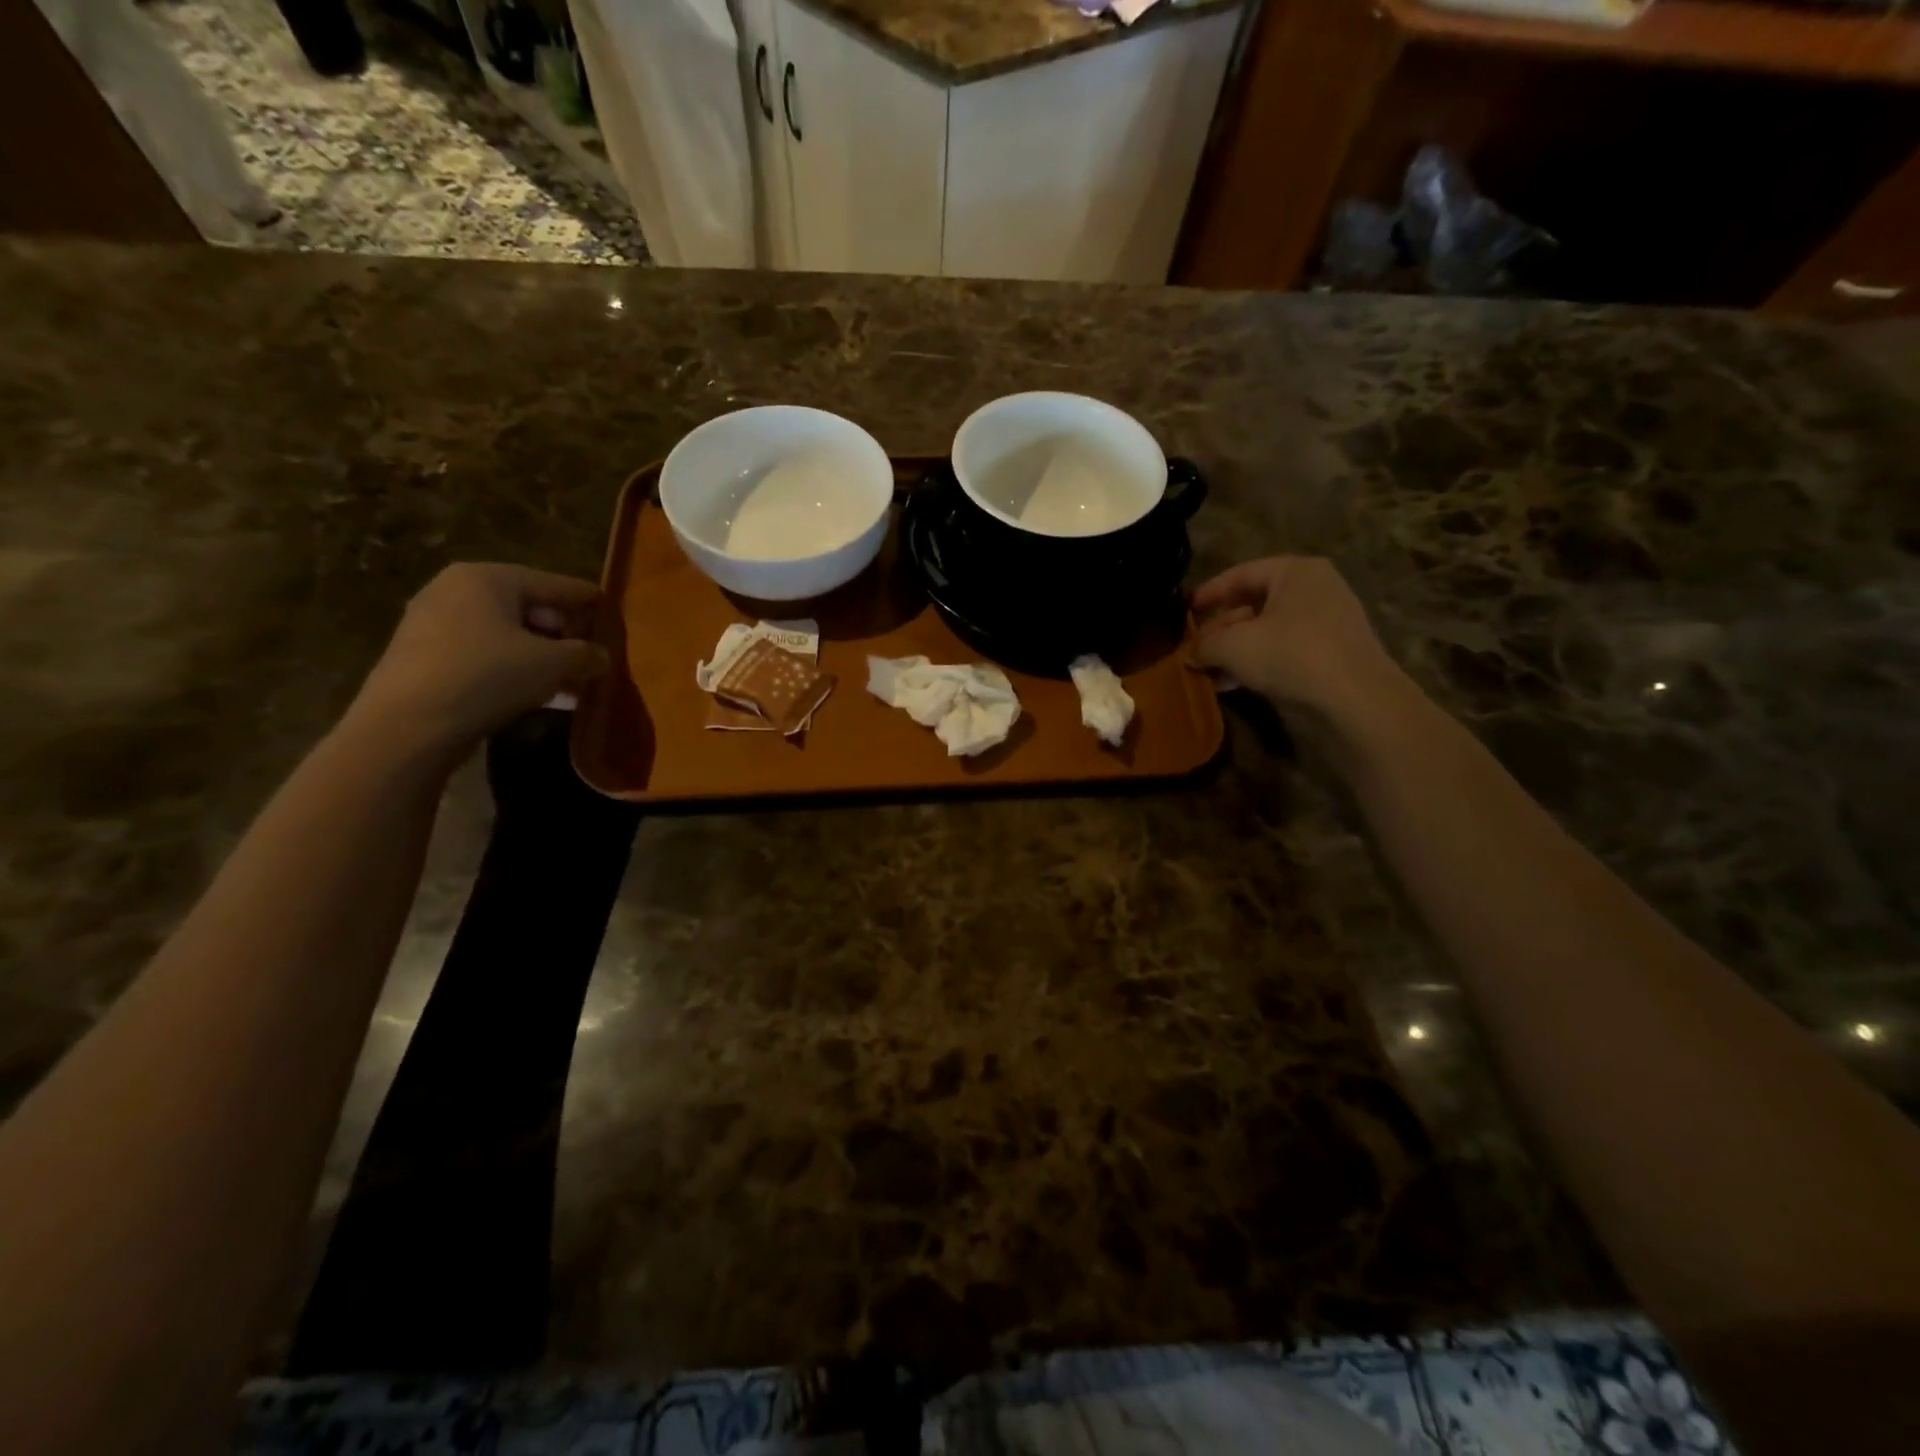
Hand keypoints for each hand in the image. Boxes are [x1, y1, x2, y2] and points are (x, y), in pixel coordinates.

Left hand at [345, 563, 608, 757]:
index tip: (612, 610)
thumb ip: (585, 654)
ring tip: (571, 681)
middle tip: (592, 654)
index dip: (587, 599)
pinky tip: (537, 693)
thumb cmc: (488, 676)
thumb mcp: (553, 664)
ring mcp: (433, 623)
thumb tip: (601, 656)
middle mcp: (455, 590)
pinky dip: (514, 669)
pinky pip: (484, 655)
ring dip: (541, 657)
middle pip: (528, 608)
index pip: (554, 583)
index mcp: (487, 578)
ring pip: (506, 635)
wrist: (408, 725)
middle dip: (564, 633)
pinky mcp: (424, 658)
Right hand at [1192, 557, 1405, 732]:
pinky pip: (1285, 649)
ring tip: (1208, 671)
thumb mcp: (1234, 647)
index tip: (1184, 611)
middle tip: (1195, 648)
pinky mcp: (1333, 652)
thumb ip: (1204, 645)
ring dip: (1236, 650)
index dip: (1208, 593)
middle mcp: (1316, 588)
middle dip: (1221, 628)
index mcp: (1295, 571)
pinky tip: (1234, 683)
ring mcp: (1328, 621)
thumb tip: (1188, 654)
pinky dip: (1258, 662)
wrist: (1355, 698)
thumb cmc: (1290, 655)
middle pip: (1254, 604)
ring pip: (1269, 630)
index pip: (1240, 574)